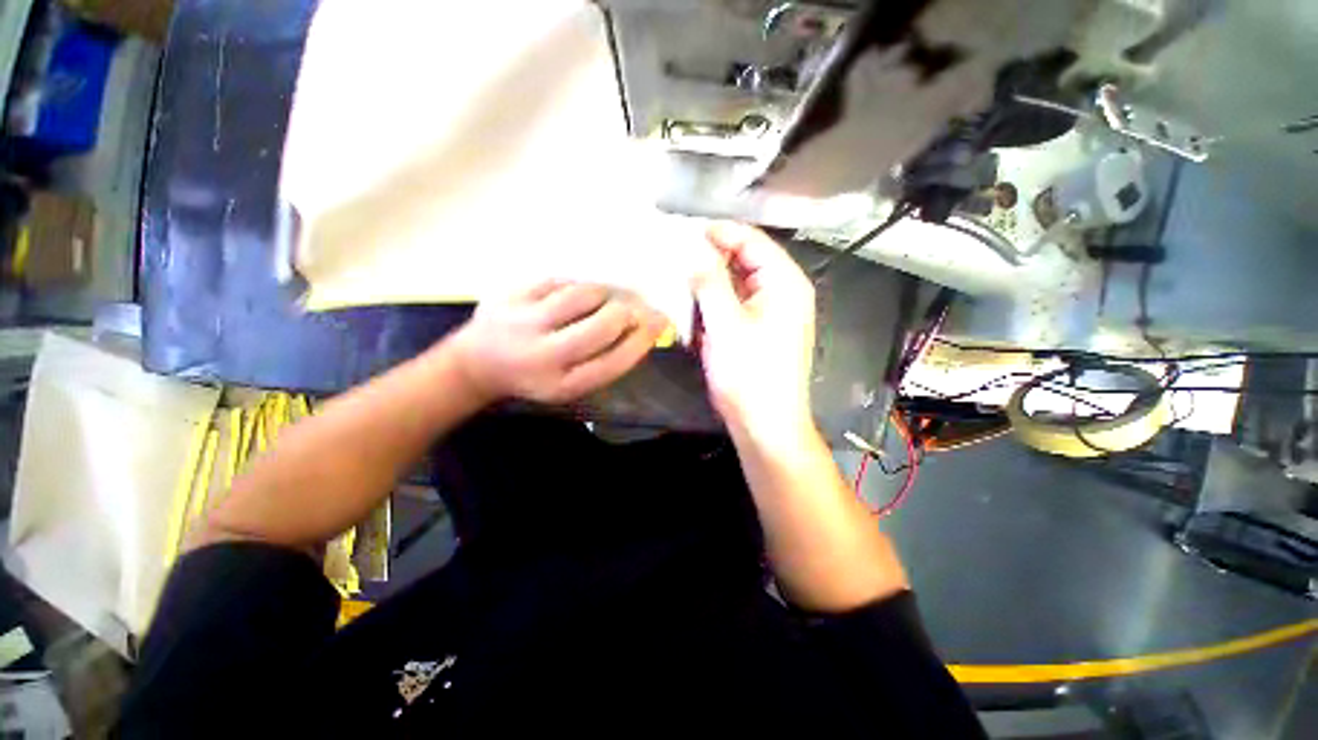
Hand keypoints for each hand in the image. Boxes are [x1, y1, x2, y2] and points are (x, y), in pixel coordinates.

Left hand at [452, 281, 666, 403]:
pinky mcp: (510, 295)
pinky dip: (578, 285)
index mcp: (562, 384)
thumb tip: (647, 324)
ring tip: (604, 300)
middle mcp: (543, 356)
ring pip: (583, 294)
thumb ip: (607, 358)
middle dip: (628, 312)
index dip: (642, 340)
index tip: (659, 323)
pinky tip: (577, 295)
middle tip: (633, 308)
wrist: (478, 364)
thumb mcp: (572, 381)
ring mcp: (524, 321)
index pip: (615, 361)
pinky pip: (560, 280)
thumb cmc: (536, 376)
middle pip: (603, 324)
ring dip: (605, 293)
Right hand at [692, 223, 815, 437]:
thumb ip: (710, 281)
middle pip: (743, 259)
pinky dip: (712, 301)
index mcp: (784, 282)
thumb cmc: (749, 374)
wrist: (764, 424)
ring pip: (735, 282)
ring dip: (707, 280)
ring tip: (675, 274)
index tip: (681, 232)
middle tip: (672, 253)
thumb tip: (693, 247)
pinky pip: (732, 304)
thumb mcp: (726, 324)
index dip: (717, 232)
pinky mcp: (756, 329)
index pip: (750, 240)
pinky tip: (689, 302)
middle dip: (709, 256)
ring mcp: (769, 311)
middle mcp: (781, 291)